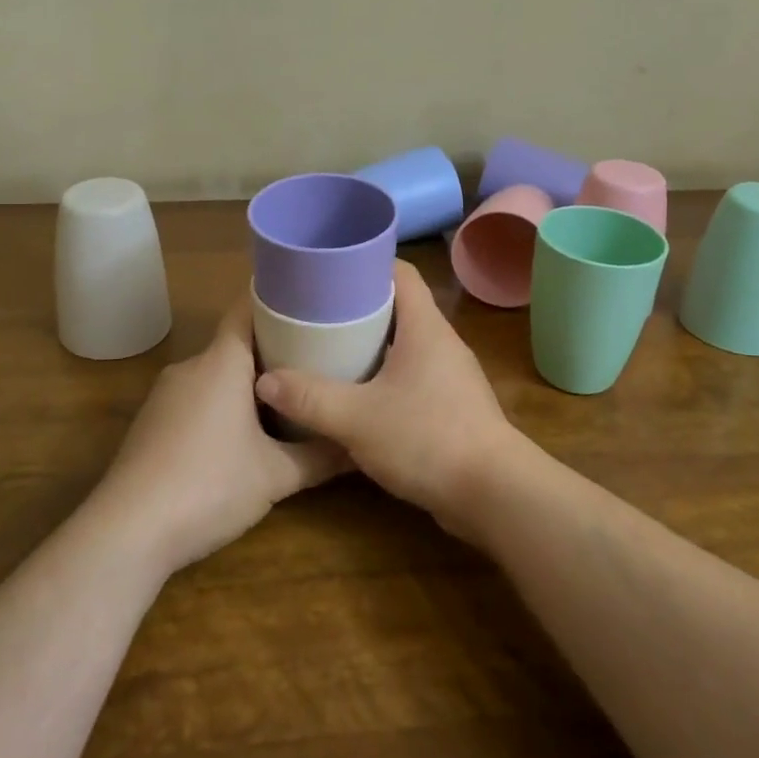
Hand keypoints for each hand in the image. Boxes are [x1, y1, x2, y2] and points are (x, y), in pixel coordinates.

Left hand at [94, 296, 347, 574]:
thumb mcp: (275, 476)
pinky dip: (223, 403)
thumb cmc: (209, 486)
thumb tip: (358, 448)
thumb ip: (319, 457)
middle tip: (315, 358)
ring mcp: (165, 395)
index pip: (247, 308)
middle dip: (273, 348)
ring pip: (216, 373)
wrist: (127, 532)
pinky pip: (196, 397)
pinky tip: (243, 433)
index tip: (310, 303)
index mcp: (221, 362)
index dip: (278, 300)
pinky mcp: (152, 424)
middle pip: (235, 343)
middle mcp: (191, 367)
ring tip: (288, 394)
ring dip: (247, 381)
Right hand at [253, 260, 531, 540]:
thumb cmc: (427, 439)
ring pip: (405, 345)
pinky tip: (357, 396)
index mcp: (425, 327)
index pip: (401, 272)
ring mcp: (450, 376)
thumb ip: (309, 398)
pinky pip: (413, 377)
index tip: (332, 270)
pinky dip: (385, 377)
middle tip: (318, 313)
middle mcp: (441, 342)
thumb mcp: (357, 418)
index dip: (368, 264)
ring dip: (372, 345)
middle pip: (399, 307)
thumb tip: (265, 381)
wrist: (493, 494)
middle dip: (359, 307)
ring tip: (330, 350)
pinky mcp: (452, 406)